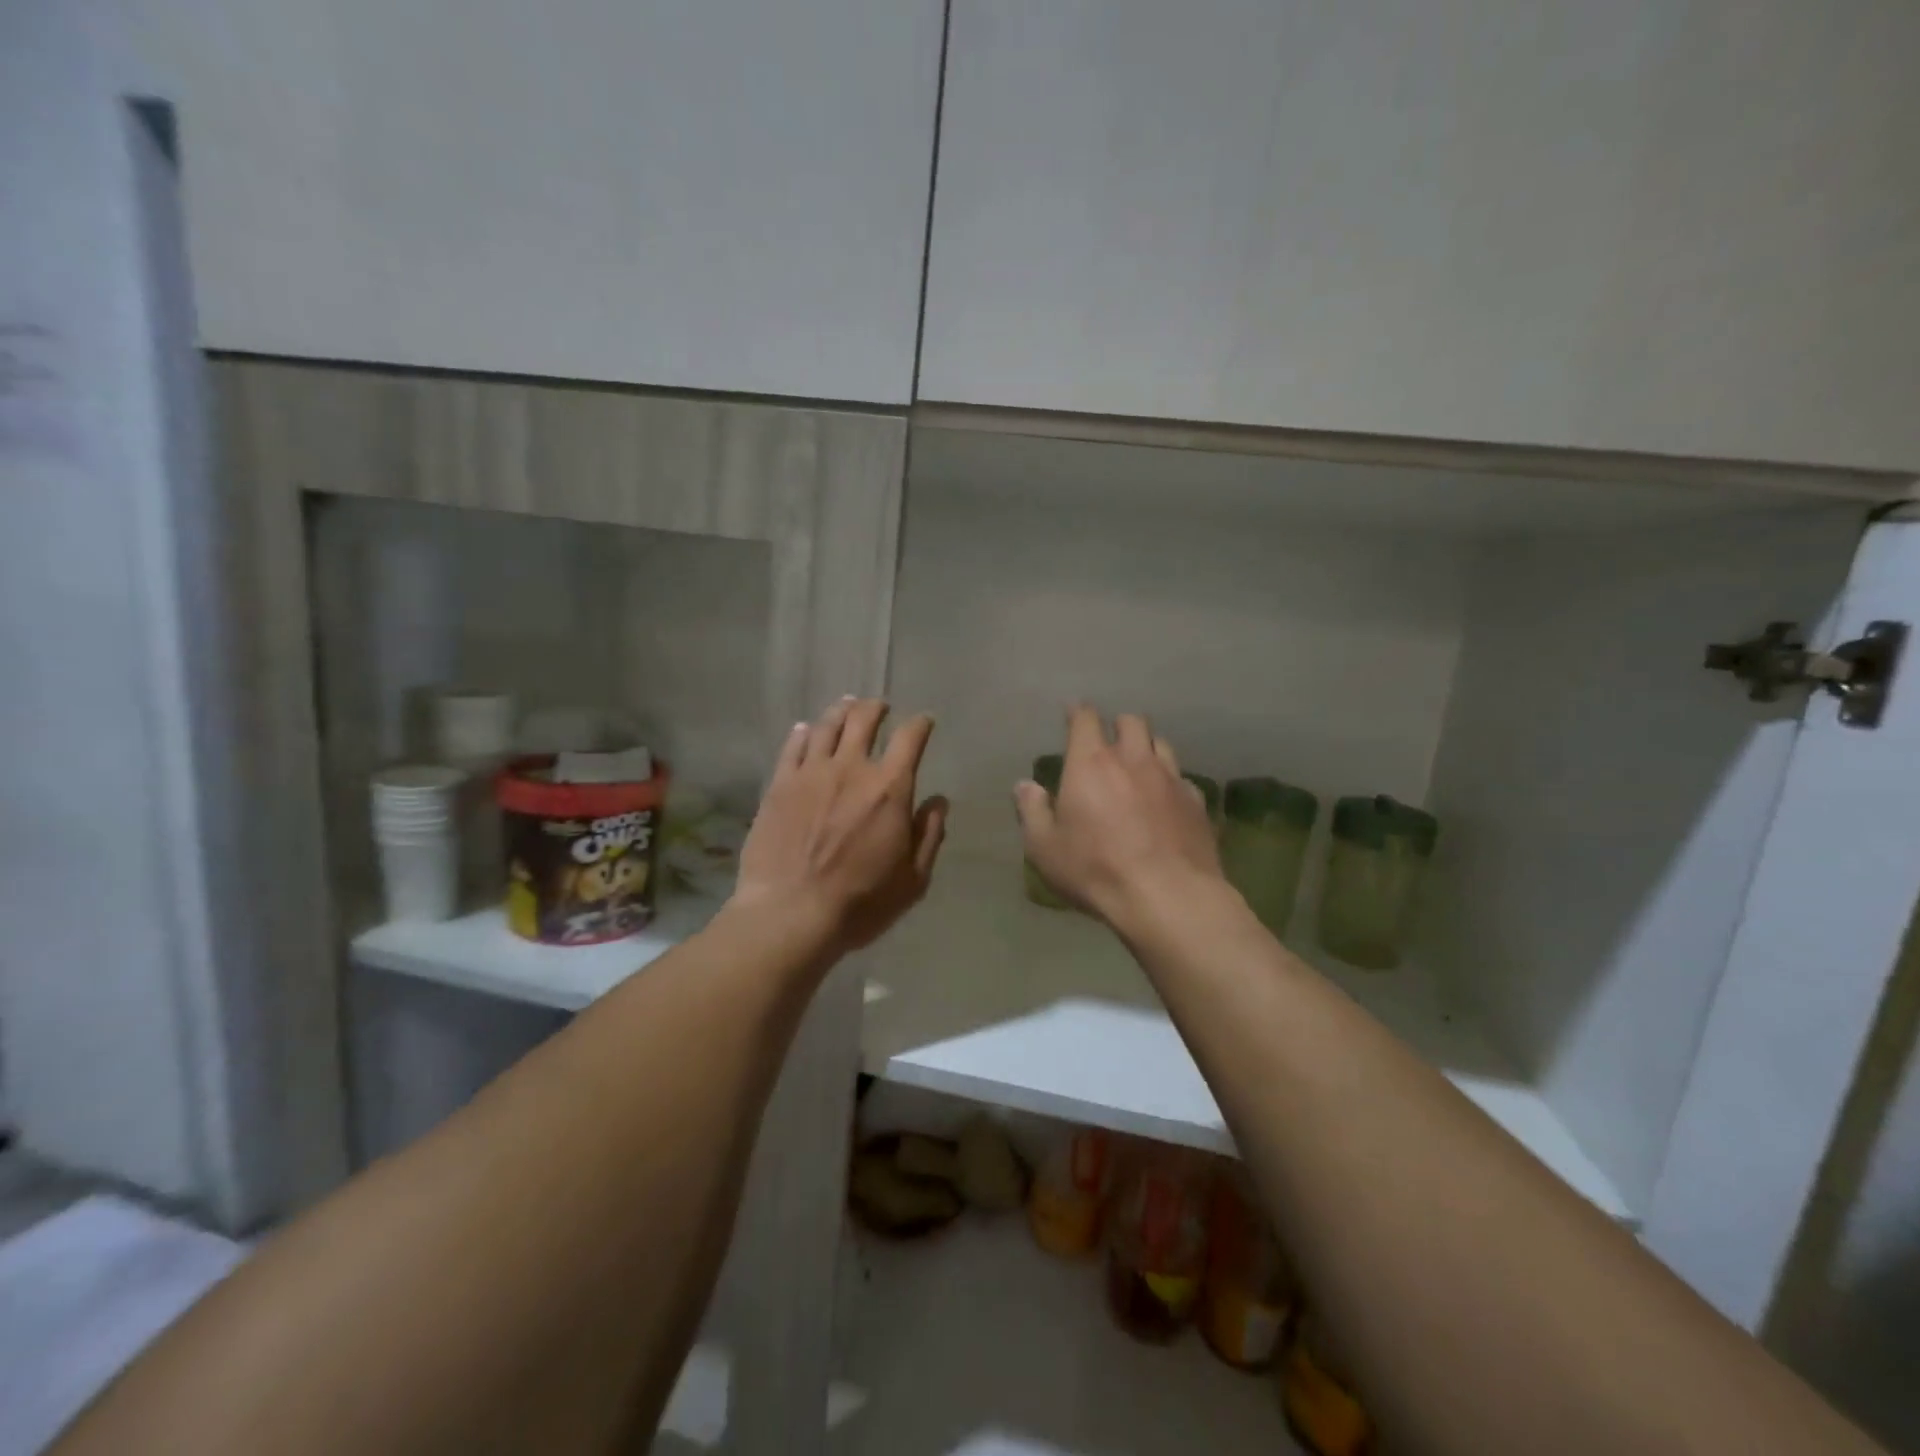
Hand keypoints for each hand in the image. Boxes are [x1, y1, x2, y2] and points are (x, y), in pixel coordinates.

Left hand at [733, 697, 948, 956]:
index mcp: (890, 788)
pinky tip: (805, 729)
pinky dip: (802, 733)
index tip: (924, 722)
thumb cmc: (860, 902)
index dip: (920, 724)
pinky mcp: (778, 785)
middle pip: (863, 720)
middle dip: (875, 708)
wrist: (790, 914)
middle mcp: (851, 769)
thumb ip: (929, 834)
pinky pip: (792, 747)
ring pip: (826, 726)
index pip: (910, 738)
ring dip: (841, 711)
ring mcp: (810, 773)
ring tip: (846, 706)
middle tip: (880, 706)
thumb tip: (938, 801)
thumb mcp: (913, 879)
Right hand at [1015, 704, 1222, 927]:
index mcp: (1091, 763)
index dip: (1078, 712)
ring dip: (1147, 747)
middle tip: (1108, 739)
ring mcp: (1170, 778)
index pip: (1085, 719)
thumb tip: (1024, 785)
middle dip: (1118, 725)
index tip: (1073, 712)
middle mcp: (1133, 759)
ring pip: (1161, 743)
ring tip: (1139, 764)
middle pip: (1131, 722)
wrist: (1167, 896)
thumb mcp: (1045, 847)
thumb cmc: (1095, 870)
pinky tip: (1166, 799)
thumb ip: (1032, 811)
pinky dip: (1170, 781)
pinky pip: (1182, 778)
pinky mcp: (1196, 802)